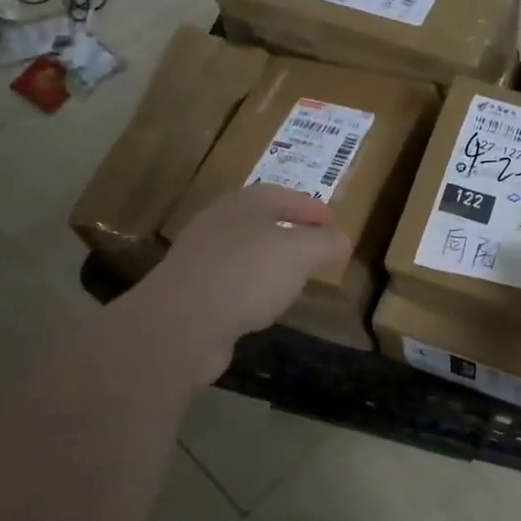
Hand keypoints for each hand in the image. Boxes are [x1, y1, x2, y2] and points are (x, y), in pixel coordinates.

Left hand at [129, 185, 349, 381]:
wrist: (180, 324)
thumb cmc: (248, 275)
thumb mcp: (301, 253)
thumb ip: (325, 242)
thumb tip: (340, 240)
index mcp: (247, 203)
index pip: (287, 196)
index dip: (313, 209)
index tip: (334, 225)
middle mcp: (221, 222)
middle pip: (263, 220)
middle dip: (292, 231)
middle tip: (317, 248)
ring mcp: (202, 256)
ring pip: (247, 251)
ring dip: (271, 261)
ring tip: (295, 277)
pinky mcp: (192, 290)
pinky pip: (232, 281)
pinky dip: (252, 287)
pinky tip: (264, 304)